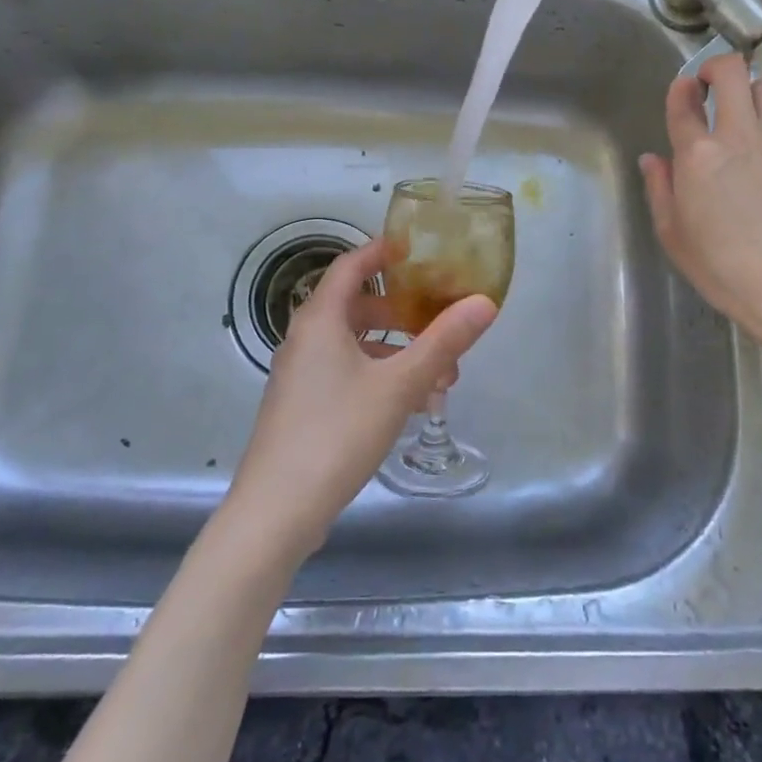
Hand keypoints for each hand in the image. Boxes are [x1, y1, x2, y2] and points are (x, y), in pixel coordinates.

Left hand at [228, 239, 497, 557]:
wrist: (276, 511)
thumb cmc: (337, 433)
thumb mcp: (399, 385)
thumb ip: (443, 342)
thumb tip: (485, 302)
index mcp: (320, 320)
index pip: (351, 266)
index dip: (383, 252)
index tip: (418, 250)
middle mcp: (305, 339)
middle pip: (357, 307)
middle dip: (403, 312)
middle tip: (441, 320)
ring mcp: (301, 375)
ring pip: (356, 346)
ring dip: (398, 352)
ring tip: (441, 376)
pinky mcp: (304, 407)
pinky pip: (347, 374)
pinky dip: (380, 377)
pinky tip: (413, 405)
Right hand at [639, 54, 761, 349]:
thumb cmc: (721, 266)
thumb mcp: (672, 233)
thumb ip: (660, 188)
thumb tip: (653, 159)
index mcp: (699, 154)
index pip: (684, 99)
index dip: (681, 88)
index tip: (684, 92)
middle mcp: (741, 135)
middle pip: (733, 71)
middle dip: (718, 68)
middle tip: (713, 86)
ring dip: (753, 94)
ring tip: (750, 118)